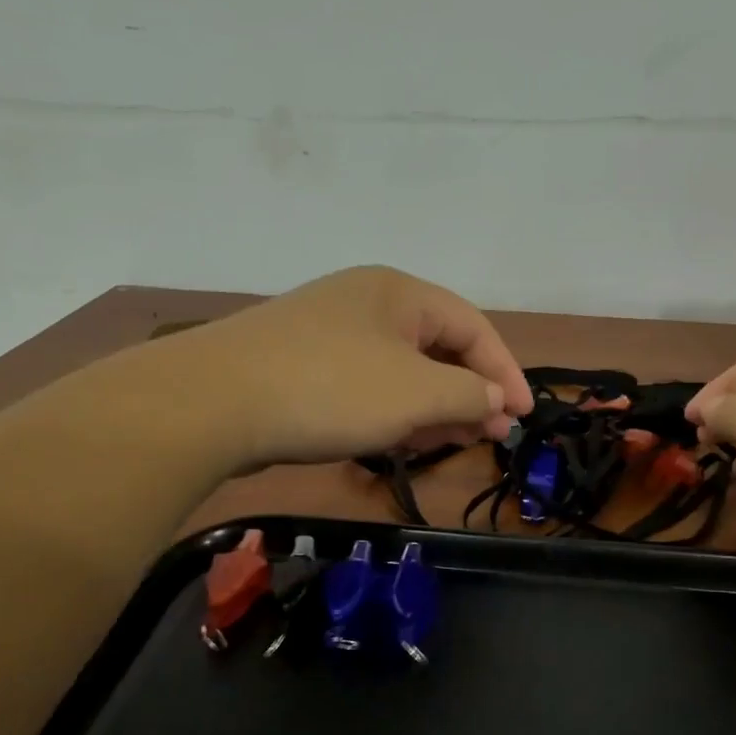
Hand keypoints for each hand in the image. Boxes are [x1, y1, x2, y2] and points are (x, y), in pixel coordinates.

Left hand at [172, 266, 533, 469]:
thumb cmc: (330, 389)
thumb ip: (468, 394)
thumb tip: (495, 400)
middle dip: (470, 393)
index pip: (474, 326)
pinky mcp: (302, 366)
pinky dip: (393, 411)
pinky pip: (366, 385)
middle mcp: (366, 302)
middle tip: (491, 436)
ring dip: (433, 406)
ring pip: (401, 370)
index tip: (523, 418)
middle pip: (438, 347)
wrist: (212, 403)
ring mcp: (330, 333)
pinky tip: (399, 440)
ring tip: (450, 442)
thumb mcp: (415, 393)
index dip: (505, 372)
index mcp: (400, 292)